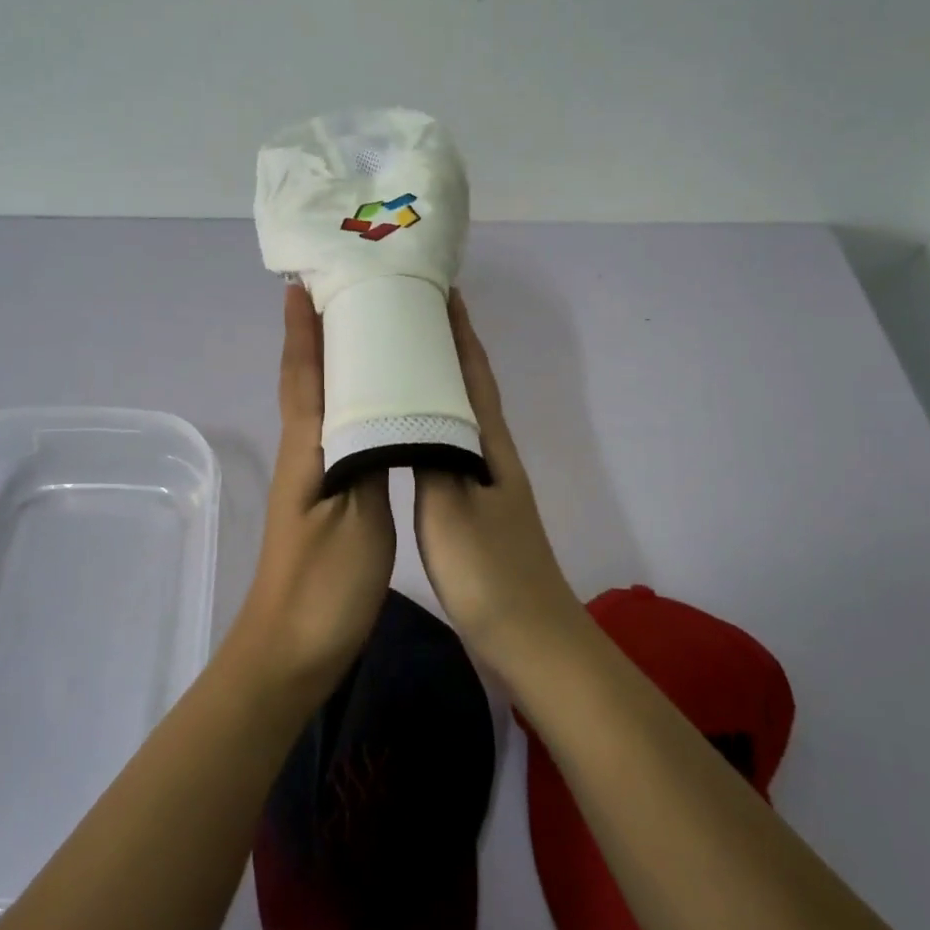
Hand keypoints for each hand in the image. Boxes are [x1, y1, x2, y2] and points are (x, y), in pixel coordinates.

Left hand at [230, 285, 396, 704]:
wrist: (291, 651)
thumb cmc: (324, 587)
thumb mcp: (358, 520)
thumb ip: (372, 460)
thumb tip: (383, 409)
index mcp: (308, 448)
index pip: (304, 373)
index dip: (303, 329)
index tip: (303, 283)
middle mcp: (303, 451)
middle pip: (306, 379)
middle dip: (315, 334)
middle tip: (342, 292)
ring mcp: (311, 475)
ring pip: (319, 403)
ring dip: (330, 364)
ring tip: (361, 333)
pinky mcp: (324, 497)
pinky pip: (334, 431)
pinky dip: (346, 402)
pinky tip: (371, 404)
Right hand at [414, 293, 582, 672]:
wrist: (530, 640)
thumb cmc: (489, 571)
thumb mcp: (449, 507)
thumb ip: (427, 454)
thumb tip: (405, 407)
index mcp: (489, 444)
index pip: (473, 372)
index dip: (460, 330)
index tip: (441, 290)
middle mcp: (491, 453)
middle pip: (468, 385)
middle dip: (445, 346)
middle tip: (407, 314)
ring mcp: (486, 482)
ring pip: (457, 416)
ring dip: (436, 382)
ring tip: (398, 360)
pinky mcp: (475, 509)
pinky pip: (448, 447)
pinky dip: (430, 423)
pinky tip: (409, 431)